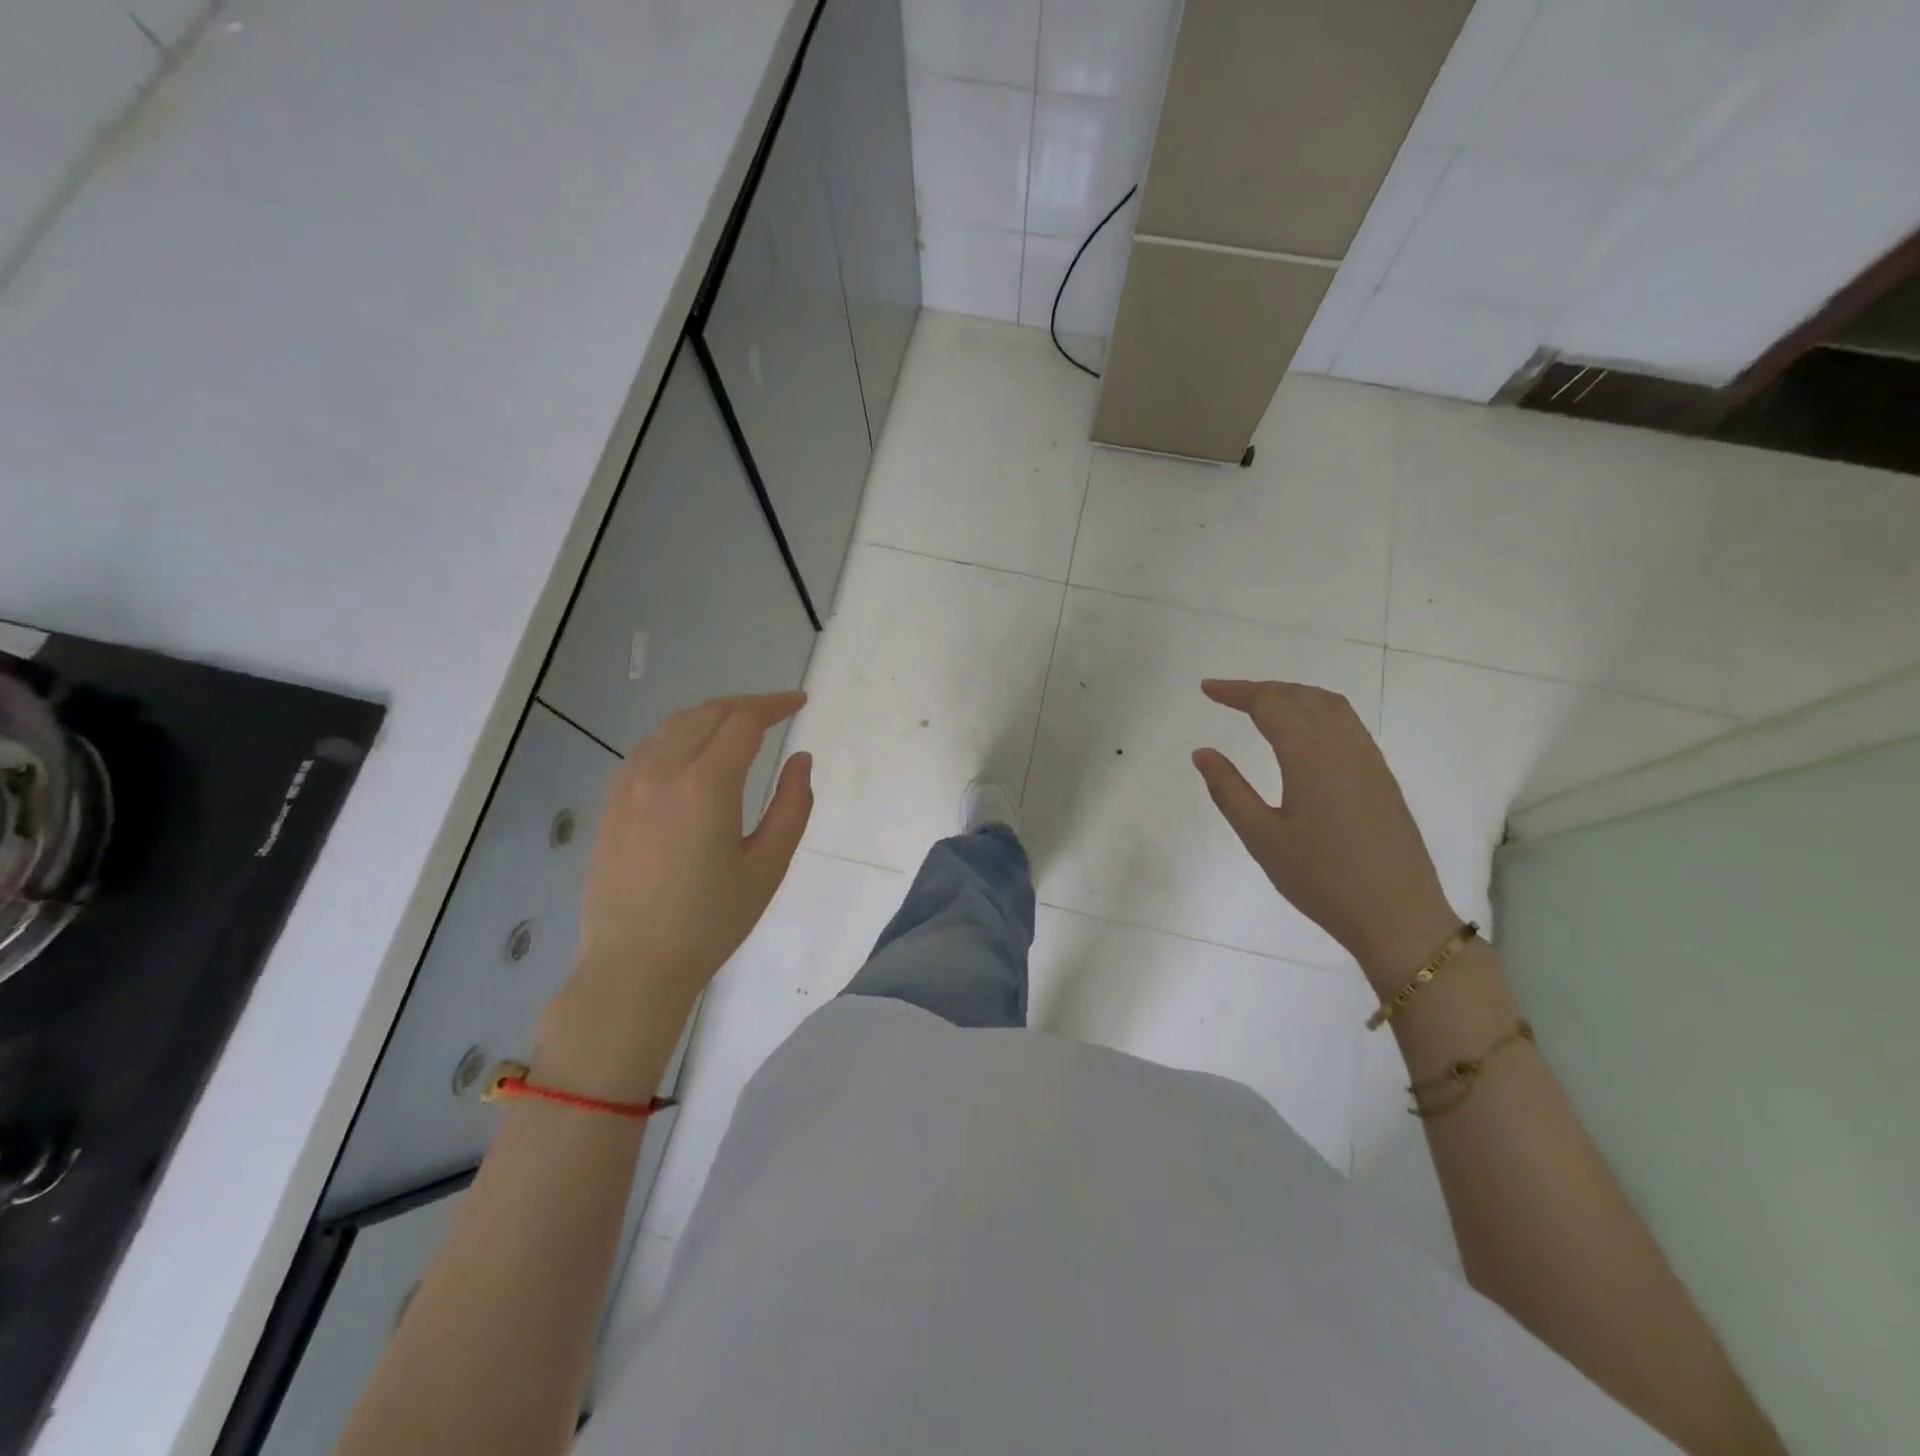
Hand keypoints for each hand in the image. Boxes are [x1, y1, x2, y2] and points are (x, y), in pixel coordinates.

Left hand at [543, 693, 811, 1095]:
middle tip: (775, 713)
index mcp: (706, 786)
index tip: (799, 703)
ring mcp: (629, 784)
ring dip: (711, 716)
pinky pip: (649, 748)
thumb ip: (792, 805)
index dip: (775, 705)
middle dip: (745, 706)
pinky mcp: (611, 802)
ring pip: (673, 725)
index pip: (744, 721)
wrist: (634, 966)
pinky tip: (693, 755)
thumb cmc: (711, 921)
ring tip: (738, 727)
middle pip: (707, 713)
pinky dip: (679, 736)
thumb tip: (800, 759)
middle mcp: (662, 771)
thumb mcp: (768, 866)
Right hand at [1193, 679, 1457, 989]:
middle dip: (1262, 689)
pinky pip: (1347, 724)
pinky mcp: (1381, 777)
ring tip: (1263, 706)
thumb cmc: (1322, 880)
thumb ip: (1229, 790)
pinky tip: (1304, 734)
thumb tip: (1203, 752)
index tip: (1206, 689)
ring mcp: (1369, 760)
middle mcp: (1344, 746)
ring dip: (1293, 695)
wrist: (1398, 916)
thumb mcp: (1262, 838)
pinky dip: (1317, 711)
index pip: (1270, 704)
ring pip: (1330, 705)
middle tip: (1227, 696)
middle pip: (1301, 696)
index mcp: (1311, 756)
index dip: (1236, 691)